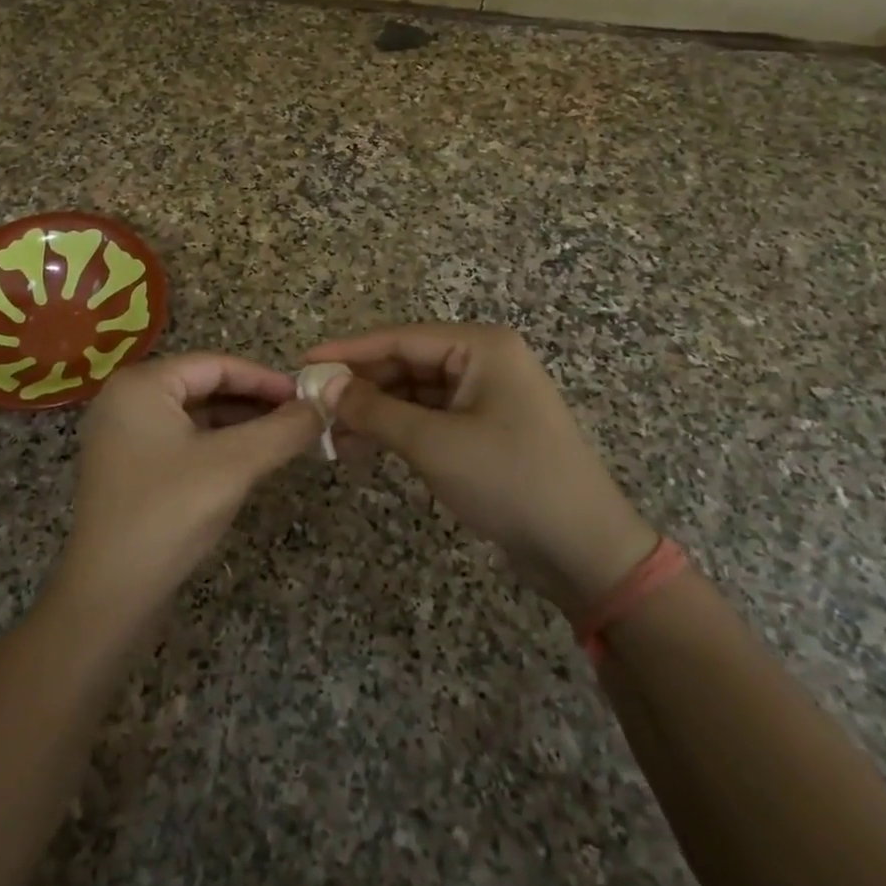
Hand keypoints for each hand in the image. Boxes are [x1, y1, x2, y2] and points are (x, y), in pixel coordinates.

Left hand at [49, 353, 323, 630]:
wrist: (109, 596)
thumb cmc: (169, 514)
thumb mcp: (235, 465)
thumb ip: (283, 430)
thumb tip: (324, 405)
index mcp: (141, 385)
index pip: (216, 365)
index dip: (265, 379)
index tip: (307, 397)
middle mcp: (126, 400)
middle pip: (204, 386)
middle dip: (254, 402)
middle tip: (300, 418)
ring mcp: (123, 436)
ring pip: (194, 415)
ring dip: (239, 424)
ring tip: (283, 438)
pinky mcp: (127, 468)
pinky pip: (181, 441)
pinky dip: (216, 445)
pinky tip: (249, 461)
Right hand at [304, 324, 657, 621]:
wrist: (582, 548)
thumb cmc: (509, 480)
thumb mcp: (433, 442)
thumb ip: (374, 410)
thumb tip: (324, 386)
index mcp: (481, 346)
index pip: (400, 338)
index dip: (348, 351)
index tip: (303, 363)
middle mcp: (484, 361)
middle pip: (406, 364)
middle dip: (361, 388)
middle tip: (313, 409)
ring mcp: (486, 396)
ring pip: (414, 393)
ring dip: (375, 413)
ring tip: (332, 438)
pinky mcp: (484, 429)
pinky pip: (429, 418)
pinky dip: (397, 431)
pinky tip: (363, 449)